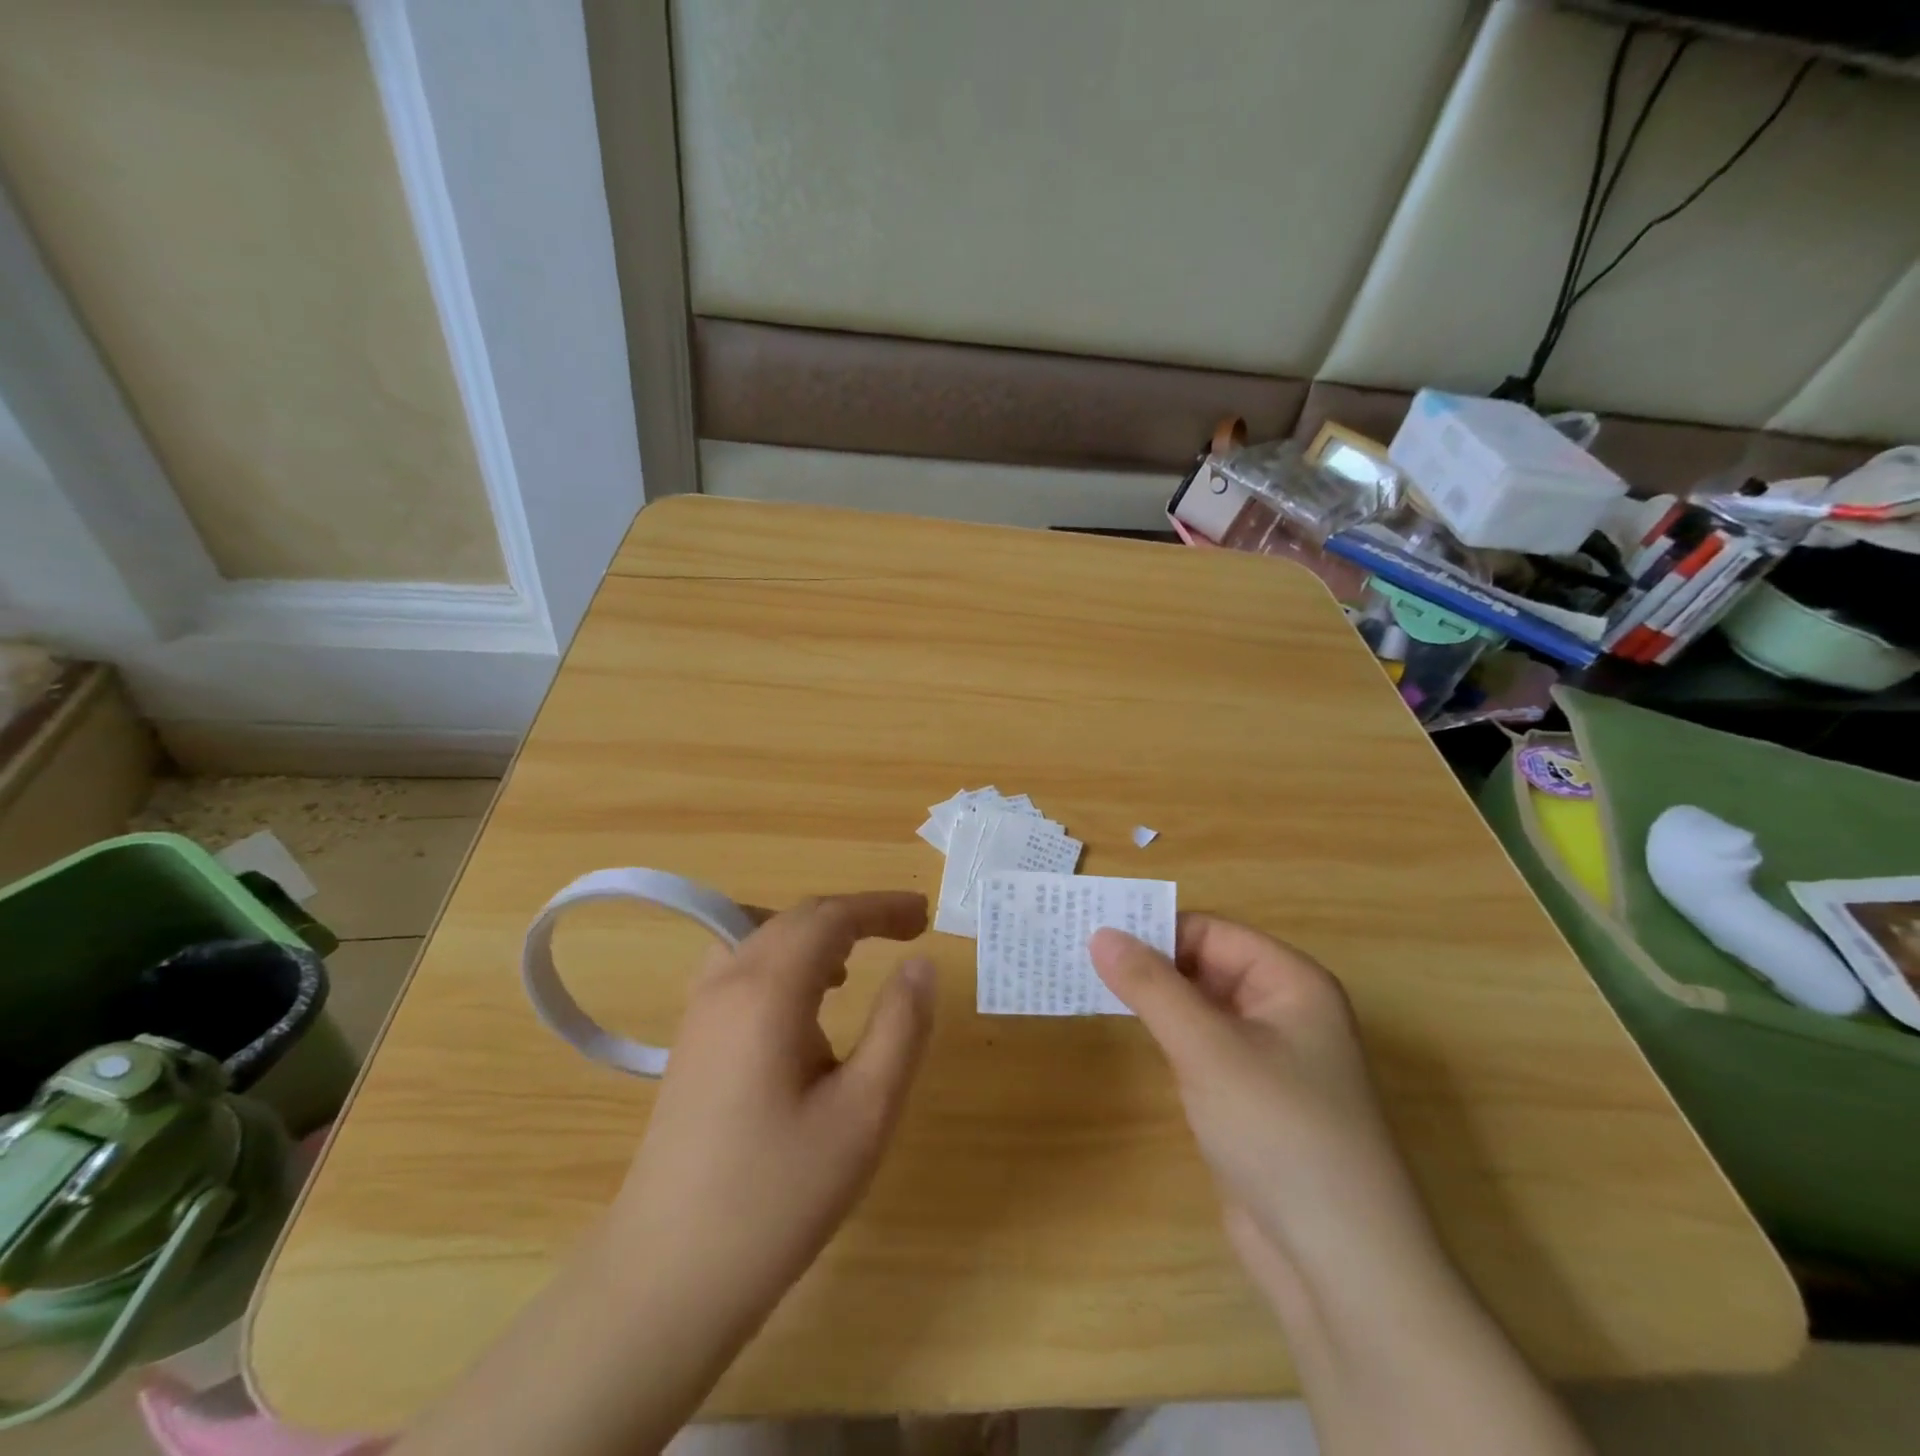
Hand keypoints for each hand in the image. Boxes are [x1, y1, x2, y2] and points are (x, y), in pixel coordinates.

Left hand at [393, 893, 936, 1455]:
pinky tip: (804, 1009)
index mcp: (767, 990)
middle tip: (907, 931)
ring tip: (856, 966)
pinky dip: (783, 961)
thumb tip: (920, 963)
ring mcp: (700, 1011)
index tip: (926, 915)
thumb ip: (900, 1027)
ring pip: (762, 936)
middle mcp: (726, 983)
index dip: (881, 907)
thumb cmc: (777, 1196)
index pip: (829, 917)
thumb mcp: (864, 1113)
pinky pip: (741, 968)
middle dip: (853, 916)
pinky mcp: (691, 1041)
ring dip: (815, 936)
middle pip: (795, 919)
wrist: (666, 1277)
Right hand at [1090, 916, 1444, 1311]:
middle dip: (1149, 964)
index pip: (1211, 932)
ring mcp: (1267, 1058)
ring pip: (1199, 1009)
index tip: (1092, 933)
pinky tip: (1126, 1036)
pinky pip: (1201, 1049)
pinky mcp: (1249, 1100)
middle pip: (1205, 966)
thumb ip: (1151, 986)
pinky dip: (1165, 1038)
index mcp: (1291, 982)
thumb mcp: (1207, 1048)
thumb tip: (1101, 932)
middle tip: (1079, 956)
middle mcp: (1283, 1011)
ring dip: (1152, 1000)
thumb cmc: (1280, 1131)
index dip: (1155, 929)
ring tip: (1087, 985)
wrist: (1340, 1266)